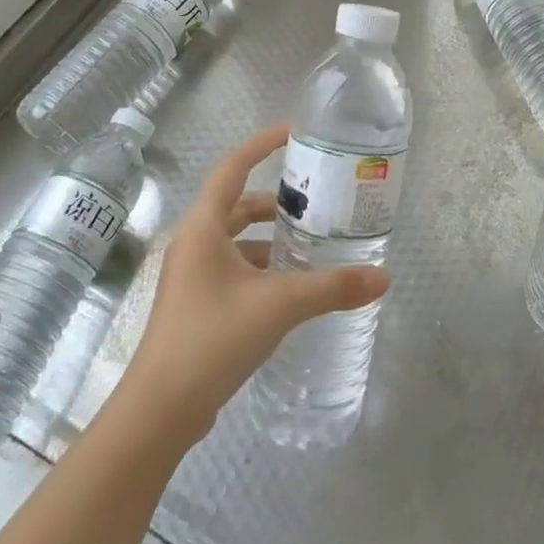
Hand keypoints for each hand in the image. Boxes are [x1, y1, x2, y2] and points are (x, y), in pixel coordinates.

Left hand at [117, 124, 389, 445]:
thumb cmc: (213, 338)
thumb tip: (383, 277)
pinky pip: (234, 269)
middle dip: (274, 201)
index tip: (294, 133)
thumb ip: (332, 288)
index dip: (262, 145)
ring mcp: (192, 276)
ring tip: (311, 244)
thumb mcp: (279, 306)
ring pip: (236, 241)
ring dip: (270, 239)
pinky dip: (262, 268)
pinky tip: (291, 287)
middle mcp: (194, 243)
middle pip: (236, 205)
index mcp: (203, 227)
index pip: (233, 167)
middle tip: (315, 200)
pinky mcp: (197, 305)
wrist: (161, 409)